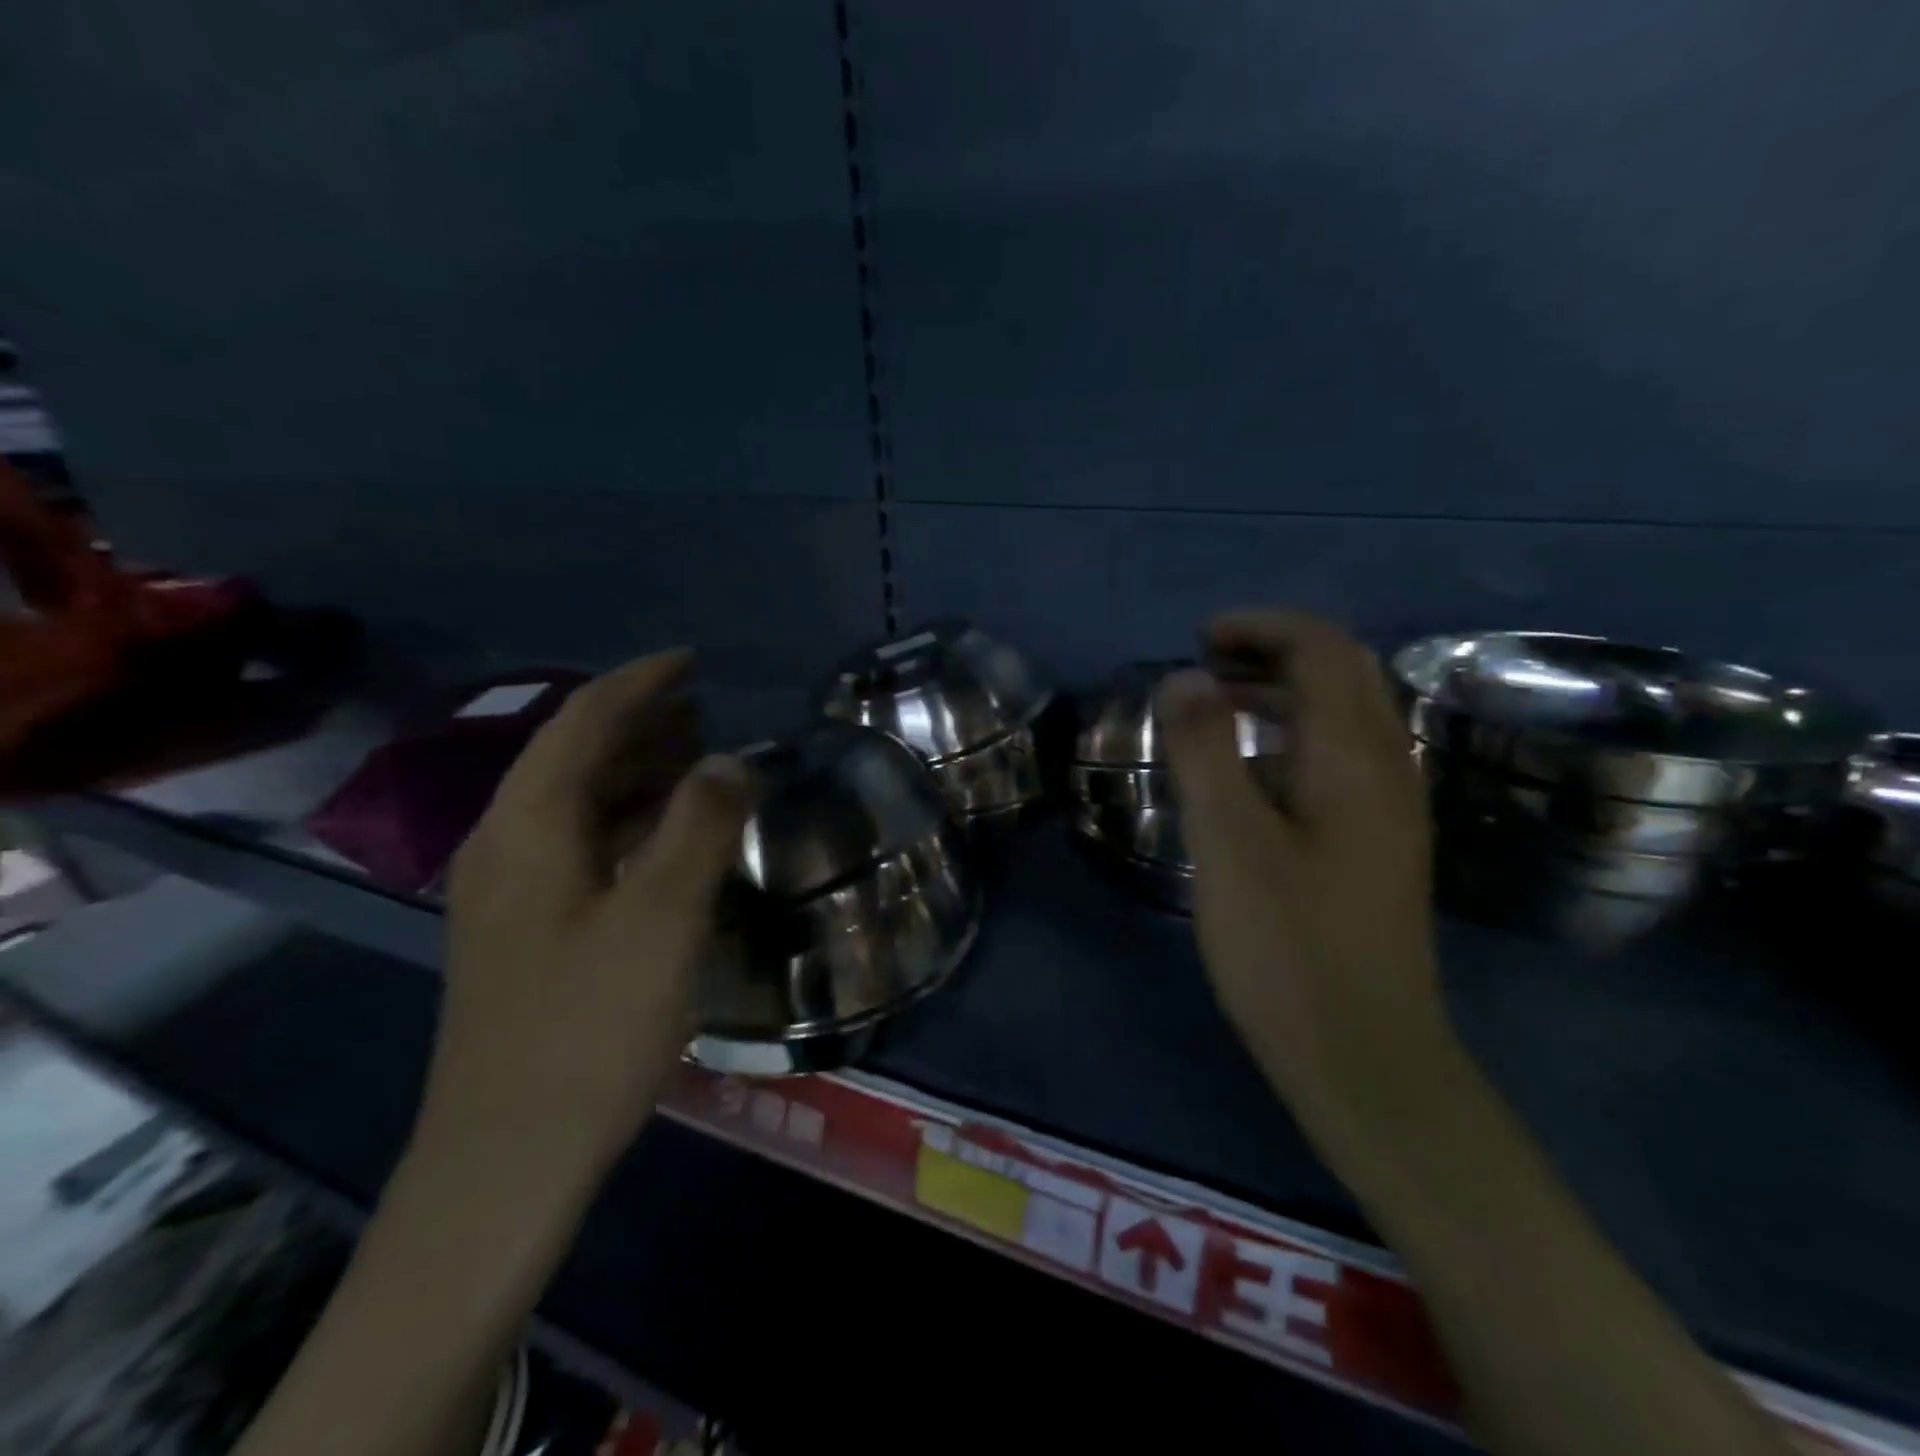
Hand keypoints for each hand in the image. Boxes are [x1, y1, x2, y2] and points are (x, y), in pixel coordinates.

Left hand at [426, 649, 749, 1193]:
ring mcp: (512, 892)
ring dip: (638, 769)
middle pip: (574, 755)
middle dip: (641, 721)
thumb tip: (730, 759)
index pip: (581, 721)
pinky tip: (672, 835)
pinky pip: (584, 844)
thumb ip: (699, 826)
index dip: (638, 683)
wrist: (508, 1159)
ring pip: (579, 802)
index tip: (693, 661)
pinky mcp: (530, 930)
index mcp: (527, 827)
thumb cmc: (588, 1029)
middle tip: (710, 707)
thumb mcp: (661, 919)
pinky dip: (632, 820)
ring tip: (702, 756)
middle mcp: (507, 845)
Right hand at [1158, 611, 1449, 1161]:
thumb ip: (1205, 750)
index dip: (1260, 628)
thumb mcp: (1229, 841)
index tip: (1198, 640)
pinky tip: (1252, 772)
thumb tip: (1185, 677)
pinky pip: (1341, 757)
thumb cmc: (1287, 946)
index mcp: (1354, 756)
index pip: (1321, 649)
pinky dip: (1294, 735)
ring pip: (1345, 716)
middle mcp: (1387, 767)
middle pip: (1344, 673)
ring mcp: (1390, 807)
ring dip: (1284, 691)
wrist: (1362, 1055)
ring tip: (1217, 707)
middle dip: (1274, 650)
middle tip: (1206, 664)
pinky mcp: (1379, 843)